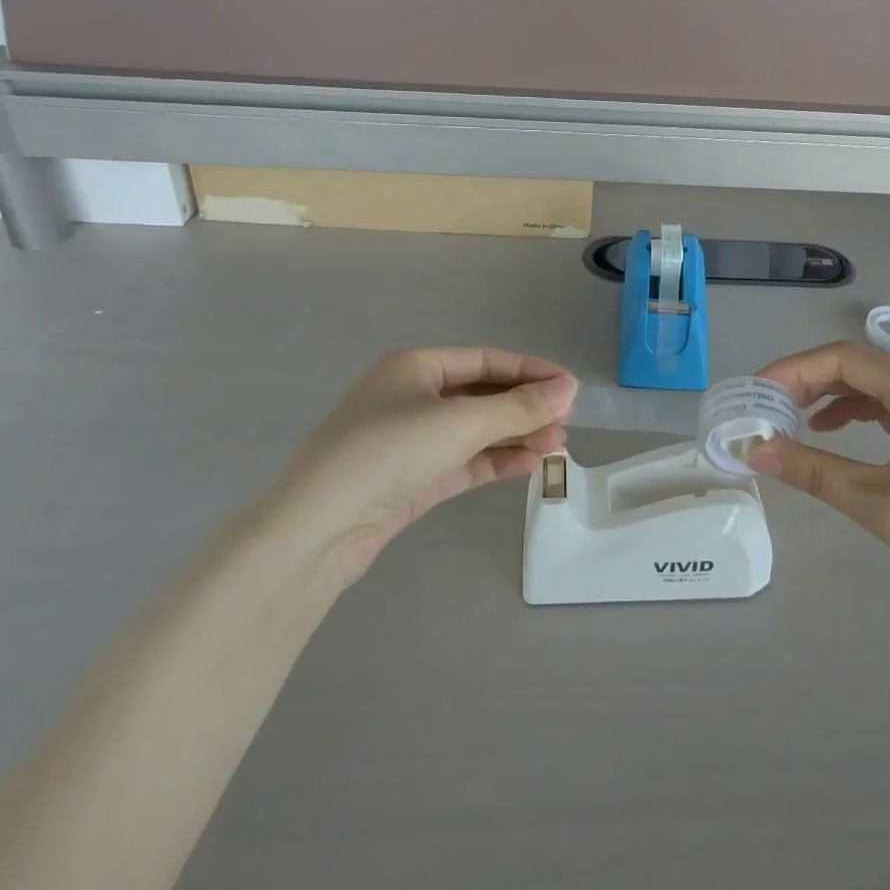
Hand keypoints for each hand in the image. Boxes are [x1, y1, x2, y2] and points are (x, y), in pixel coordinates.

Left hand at [262, 348, 577, 581]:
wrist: (318, 529)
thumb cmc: (389, 451)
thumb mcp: (461, 422)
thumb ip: (519, 407)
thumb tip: (570, 388)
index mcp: (416, 367)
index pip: (486, 360)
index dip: (530, 371)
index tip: (570, 387)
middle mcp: (413, 398)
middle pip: (482, 396)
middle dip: (525, 408)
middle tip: (568, 422)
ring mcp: (411, 442)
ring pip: (475, 432)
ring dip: (516, 437)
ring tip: (558, 446)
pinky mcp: (412, 480)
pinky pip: (464, 462)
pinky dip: (496, 462)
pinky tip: (530, 465)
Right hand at [747, 342, 889, 634]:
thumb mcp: (878, 502)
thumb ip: (812, 471)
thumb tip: (755, 451)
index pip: (841, 358)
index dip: (791, 370)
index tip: (754, 395)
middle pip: (856, 367)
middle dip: (805, 382)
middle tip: (765, 410)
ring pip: (874, 387)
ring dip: (829, 398)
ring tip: (791, 422)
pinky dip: (857, 415)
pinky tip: (835, 436)